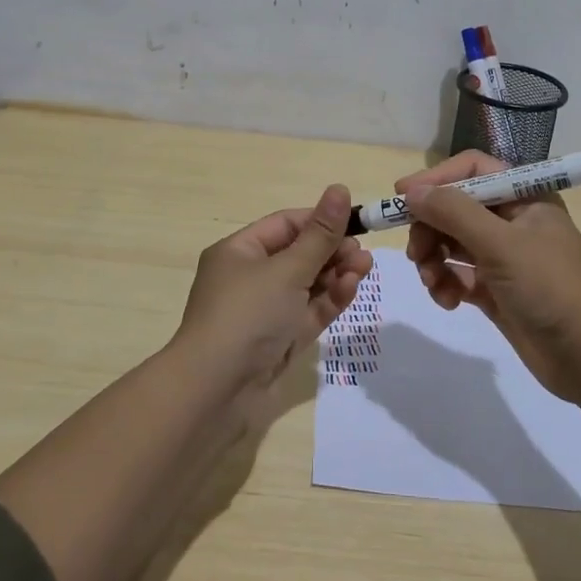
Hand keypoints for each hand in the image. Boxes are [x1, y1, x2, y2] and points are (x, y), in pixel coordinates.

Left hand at [175, 184, 372, 400]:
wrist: (216, 392)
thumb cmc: (247, 315)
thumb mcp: (287, 269)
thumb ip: (320, 234)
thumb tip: (340, 188)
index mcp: (239, 252)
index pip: (285, 225)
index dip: (320, 220)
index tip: (355, 221)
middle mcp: (249, 278)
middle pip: (298, 255)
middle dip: (332, 250)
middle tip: (362, 252)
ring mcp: (264, 312)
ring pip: (307, 285)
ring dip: (335, 274)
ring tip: (365, 267)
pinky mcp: (278, 341)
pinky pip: (307, 312)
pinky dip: (328, 300)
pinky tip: (351, 287)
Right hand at [398, 152, 580, 400]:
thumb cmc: (550, 287)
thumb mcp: (500, 243)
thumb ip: (453, 212)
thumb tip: (410, 192)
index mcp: (525, 196)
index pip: (472, 170)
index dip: (436, 179)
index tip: (401, 196)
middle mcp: (513, 221)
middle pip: (455, 208)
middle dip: (430, 228)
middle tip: (416, 253)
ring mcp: (504, 257)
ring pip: (452, 243)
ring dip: (434, 260)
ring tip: (433, 283)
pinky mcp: (496, 290)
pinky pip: (458, 276)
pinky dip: (446, 285)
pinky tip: (447, 301)